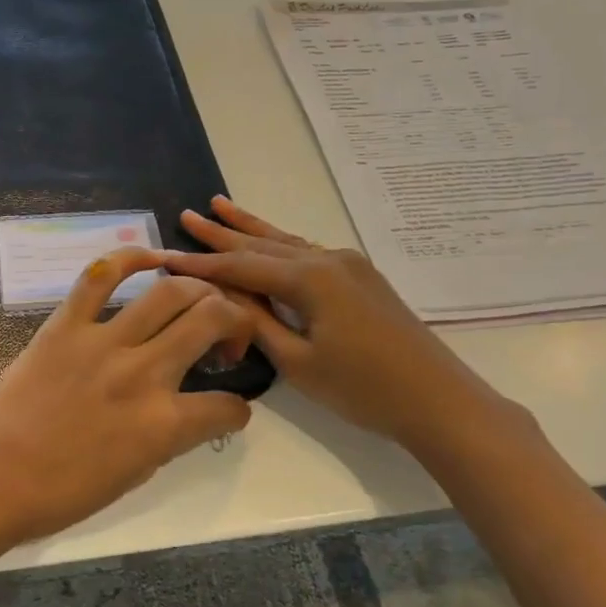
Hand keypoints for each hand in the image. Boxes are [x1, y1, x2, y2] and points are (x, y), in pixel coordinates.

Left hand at [0, 247, 253, 545]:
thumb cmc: (63, 491)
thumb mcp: (135, 474)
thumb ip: (169, 436)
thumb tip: (186, 410)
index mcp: (163, 425)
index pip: (227, 406)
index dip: (237, 409)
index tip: (228, 408)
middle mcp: (143, 374)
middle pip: (211, 319)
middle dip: (235, 321)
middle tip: (223, 336)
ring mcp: (103, 342)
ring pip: (169, 291)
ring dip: (198, 289)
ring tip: (198, 299)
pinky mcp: (65, 324)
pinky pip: (101, 276)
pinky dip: (131, 258)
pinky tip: (152, 258)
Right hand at [164, 196, 518, 449]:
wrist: (440, 400)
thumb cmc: (364, 388)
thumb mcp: (299, 362)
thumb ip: (257, 323)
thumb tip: (224, 297)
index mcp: (309, 279)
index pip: (241, 267)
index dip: (201, 264)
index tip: (165, 257)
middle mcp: (327, 260)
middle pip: (262, 244)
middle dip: (222, 231)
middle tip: (188, 214)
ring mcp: (348, 265)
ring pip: (286, 242)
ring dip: (251, 228)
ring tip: (220, 206)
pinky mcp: (361, 278)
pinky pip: (307, 253)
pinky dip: (279, 245)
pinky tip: (268, 240)